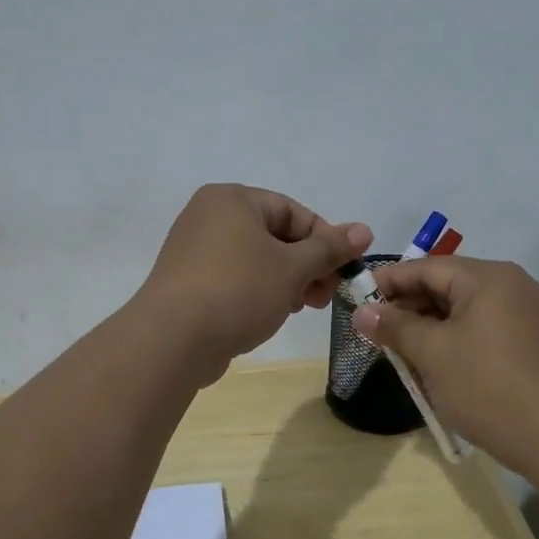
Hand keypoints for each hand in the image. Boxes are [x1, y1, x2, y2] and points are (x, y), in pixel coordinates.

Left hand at [137, 185, 371, 382]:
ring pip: (256, 260)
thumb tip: (365, 230)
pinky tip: (272, 315)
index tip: (345, 271)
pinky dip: (259, 292)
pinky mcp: (188, 282)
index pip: (293, 211)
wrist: (172, 339)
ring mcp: (194, 250)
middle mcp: (209, 216)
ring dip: (287, 281)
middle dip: (307, 266)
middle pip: (275, 235)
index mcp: (232, 199)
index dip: (325, 241)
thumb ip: (329, 248)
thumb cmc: (238, 291)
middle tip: (327, 296)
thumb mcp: (293, 268)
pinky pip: (235, 278)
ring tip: (303, 307)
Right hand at [351, 257, 538, 473]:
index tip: (357, 298)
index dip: (388, 281)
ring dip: (429, 326)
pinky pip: (482, 329)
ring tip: (399, 350)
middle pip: (446, 286)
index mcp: (488, 278)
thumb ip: (394, 327)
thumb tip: (362, 312)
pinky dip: (454, 339)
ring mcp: (526, 314)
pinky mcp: (532, 342)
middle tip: (374, 330)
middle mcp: (511, 286)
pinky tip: (435, 363)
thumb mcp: (432, 354)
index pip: (426, 267)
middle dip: (408, 307)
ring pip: (464, 310)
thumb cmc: (488, 386)